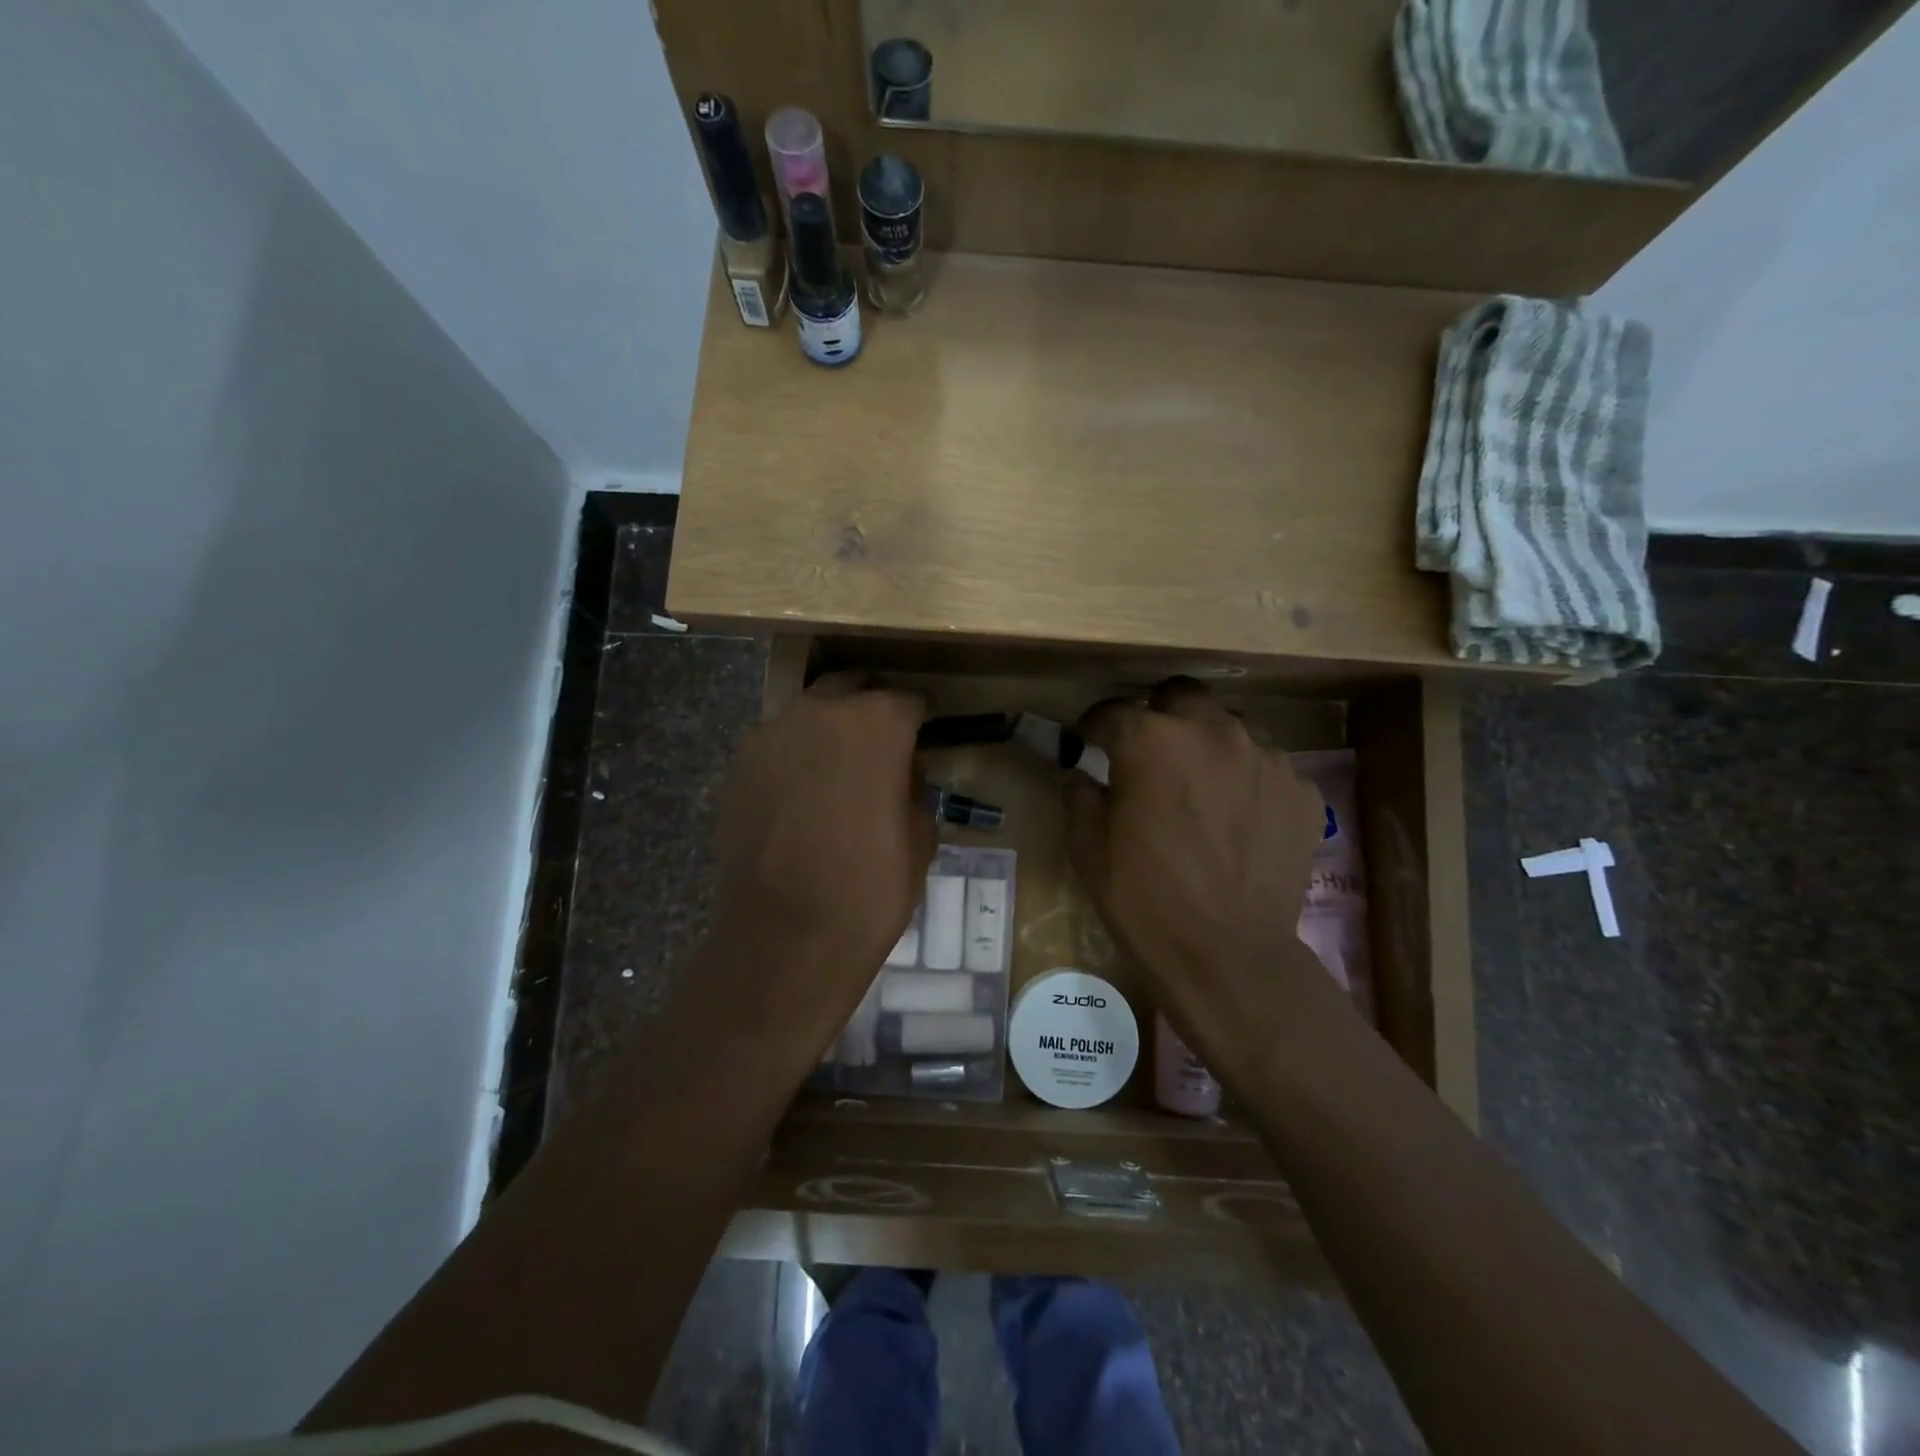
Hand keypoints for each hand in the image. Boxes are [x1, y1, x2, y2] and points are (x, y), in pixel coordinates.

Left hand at [713, 672, 933, 1020]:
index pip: (908, 701)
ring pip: (807, 714)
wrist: (786, 936)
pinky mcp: (737, 766)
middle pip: (851, 689)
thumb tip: (900, 776)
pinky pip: (775, 747)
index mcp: (877, 722)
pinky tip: (798, 799)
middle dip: (869, 710)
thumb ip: (913, 789)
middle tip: (879, 748)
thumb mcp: (921, 838)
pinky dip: (792, 759)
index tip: (923, 739)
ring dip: (826, 732)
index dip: (919, 721)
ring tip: (834, 774)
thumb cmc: (871, 888)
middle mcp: (821, 712)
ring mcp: (770, 735)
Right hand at [1064, 678, 1337, 1070]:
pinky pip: (1266, 765)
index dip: (1094, 725)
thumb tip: (1079, 774)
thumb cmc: (1145, 900)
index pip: (1113, 711)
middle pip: (1180, 695)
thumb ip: (1079, 796)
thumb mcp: (1088, 849)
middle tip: (1148, 753)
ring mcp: (1265, 757)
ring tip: (1198, 782)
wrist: (1229, 955)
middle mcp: (1212, 731)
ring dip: (1206, 742)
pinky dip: (1246, 778)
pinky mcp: (1301, 789)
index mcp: (1151, 740)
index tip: (1088, 741)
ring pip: (1229, 725)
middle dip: (1158, 715)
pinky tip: (1238, 815)